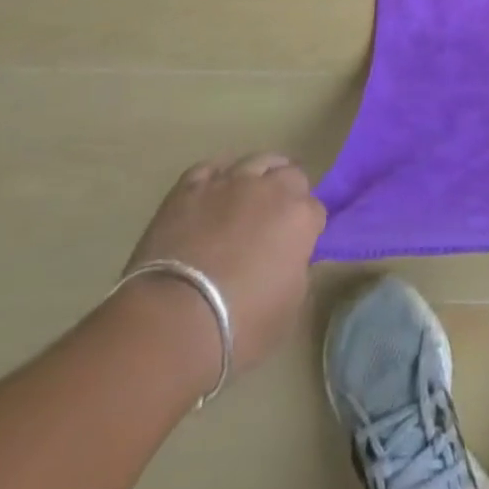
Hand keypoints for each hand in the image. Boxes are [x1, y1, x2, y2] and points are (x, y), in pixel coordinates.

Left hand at [123, 153, 326, 372]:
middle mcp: (270, 188)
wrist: (172, 323)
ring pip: (255, 160)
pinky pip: (211, 168)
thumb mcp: (288, 309)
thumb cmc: (239, 328)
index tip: (297, 247)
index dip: (307, 228)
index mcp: (300, 217)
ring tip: (248, 197)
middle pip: (290, 174)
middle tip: (275, 221)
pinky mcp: (189, 187)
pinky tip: (214, 192)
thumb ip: (297, 272)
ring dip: (258, 176)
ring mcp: (228, 182)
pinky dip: (217, 177)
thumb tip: (291, 259)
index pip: (315, 210)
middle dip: (288, 193)